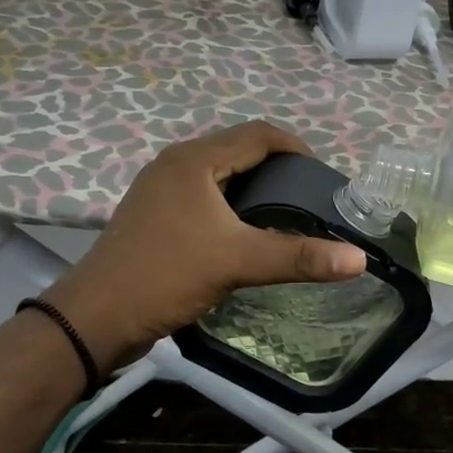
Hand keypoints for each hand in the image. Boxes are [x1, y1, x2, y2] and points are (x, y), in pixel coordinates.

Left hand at [44, 122, 367, 371]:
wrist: (94, 318)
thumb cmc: (166, 275)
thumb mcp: (237, 262)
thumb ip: (298, 257)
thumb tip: (359, 259)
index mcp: (195, 160)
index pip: (257, 134)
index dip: (295, 146)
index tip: (323, 174)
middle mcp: (176, 163)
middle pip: (238, 148)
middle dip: (276, 164)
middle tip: (307, 194)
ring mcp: (160, 187)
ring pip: (219, 171)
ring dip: (252, 183)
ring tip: (283, 210)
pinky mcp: (153, 212)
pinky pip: (203, 192)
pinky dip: (230, 201)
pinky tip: (243, 229)